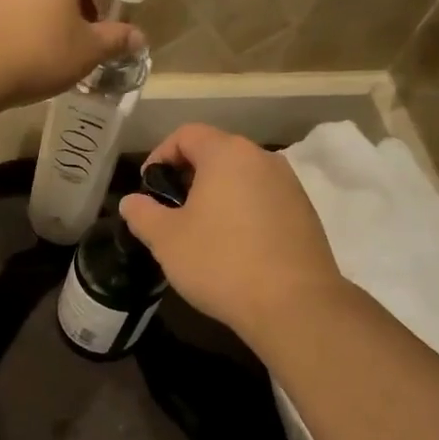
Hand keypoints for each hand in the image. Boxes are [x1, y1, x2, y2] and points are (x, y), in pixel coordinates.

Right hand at [120, 125, 344, 341]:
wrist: (294, 305)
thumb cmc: (221, 262)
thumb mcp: (167, 240)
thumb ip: (143, 214)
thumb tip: (132, 202)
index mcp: (228, 153)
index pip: (186, 134)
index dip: (160, 155)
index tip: (149, 189)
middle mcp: (263, 158)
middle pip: (217, 153)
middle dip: (188, 177)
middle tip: (171, 213)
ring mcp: (290, 185)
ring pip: (242, 178)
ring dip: (217, 196)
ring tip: (202, 232)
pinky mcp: (306, 213)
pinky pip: (264, 200)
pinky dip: (243, 212)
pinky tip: (235, 248)